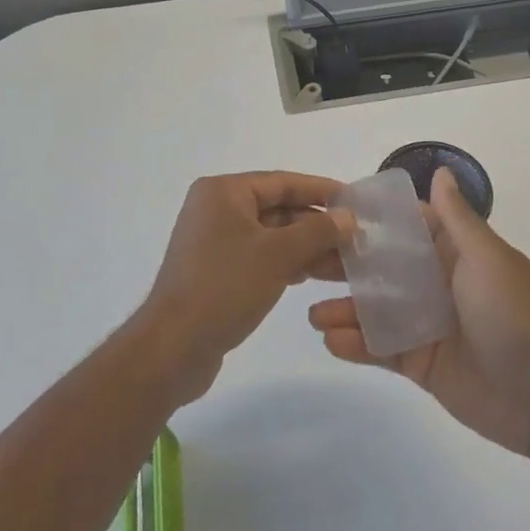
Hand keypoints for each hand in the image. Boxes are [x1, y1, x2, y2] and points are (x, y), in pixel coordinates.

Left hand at [138, 172, 349, 406]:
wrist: (173, 348)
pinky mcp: (216, 271)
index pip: (282, 182)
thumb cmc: (225, 288)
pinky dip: (285, 263)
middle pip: (277, 208)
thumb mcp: (278, 255)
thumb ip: (317, 231)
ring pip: (271, 236)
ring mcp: (214, 242)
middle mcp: (216, 209)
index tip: (355, 201)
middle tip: (356, 239)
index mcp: (223, 192)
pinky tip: (311, 276)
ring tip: (344, 264)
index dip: (321, 190)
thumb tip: (348, 216)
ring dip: (306, 247)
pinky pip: (259, 256)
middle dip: (317, 225)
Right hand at [308, 168, 529, 458]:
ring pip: (377, 309)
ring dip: (345, 309)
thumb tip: (443, 172)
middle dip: (348, 266)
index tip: (332, 211)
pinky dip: (357, 344)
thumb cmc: (511, 316)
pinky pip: (382, 348)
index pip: (408, 227)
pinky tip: (331, 340)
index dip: (374, 220)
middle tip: (308, 264)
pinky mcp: (421, 363)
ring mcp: (427, 324)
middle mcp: (437, 283)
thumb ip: (457, 219)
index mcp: (455, 253)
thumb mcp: (486, 258)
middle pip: (384, 268)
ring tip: (312, 313)